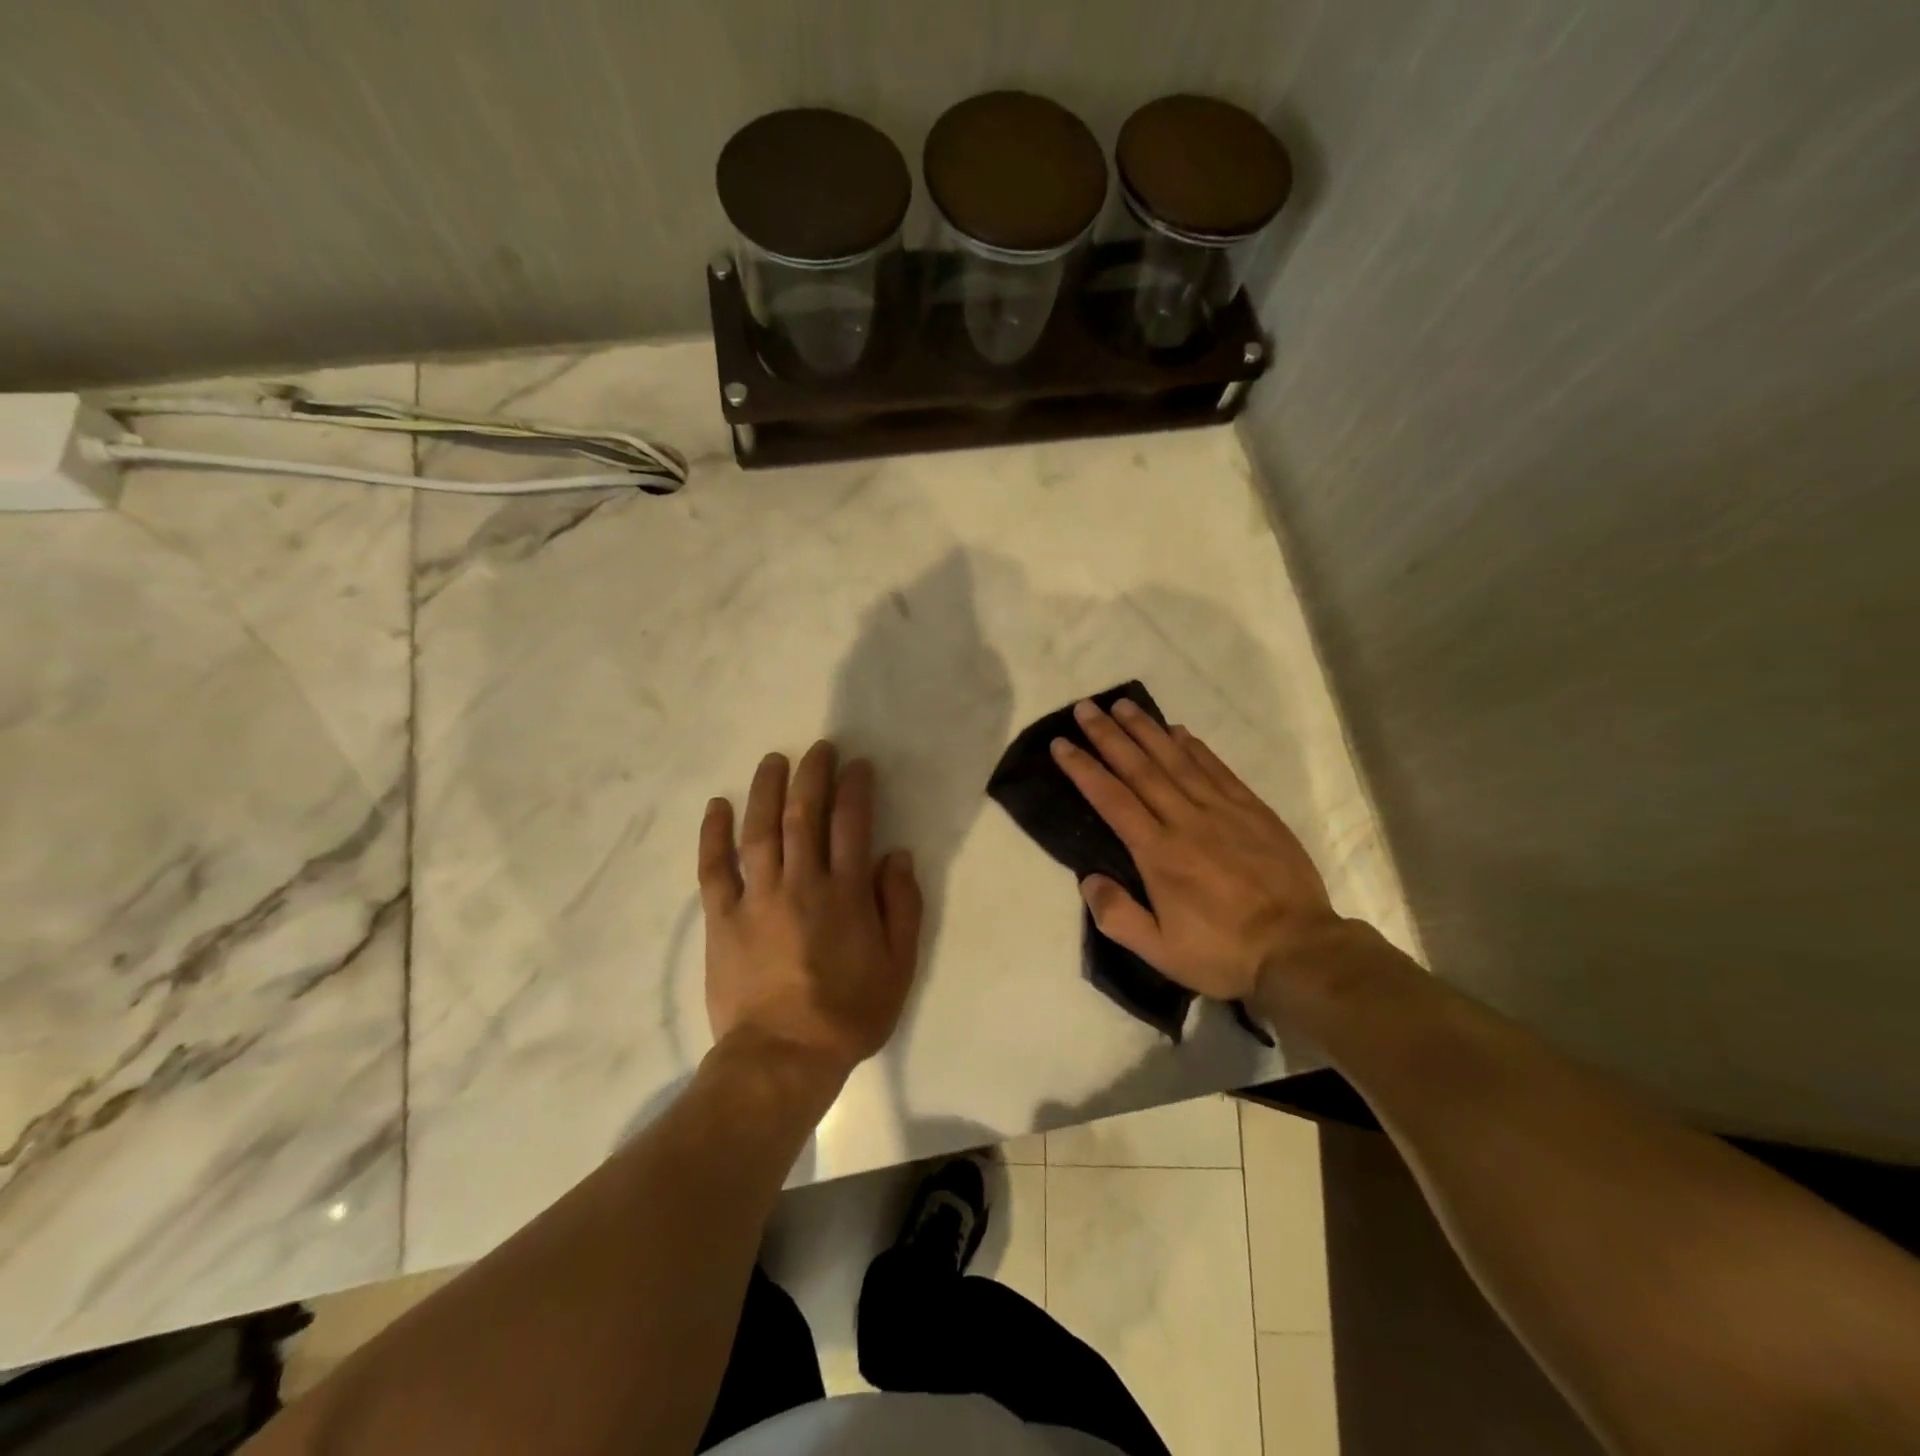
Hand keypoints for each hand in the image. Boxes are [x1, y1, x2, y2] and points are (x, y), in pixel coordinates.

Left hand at [699, 741, 923, 1078]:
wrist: (783, 1057)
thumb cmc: (848, 1013)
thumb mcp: (898, 966)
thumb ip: (901, 906)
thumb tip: (896, 855)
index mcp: (846, 894)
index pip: (853, 824)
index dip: (856, 788)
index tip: (857, 764)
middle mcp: (801, 883)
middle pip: (805, 815)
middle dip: (812, 775)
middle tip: (818, 748)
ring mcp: (757, 898)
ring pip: (760, 830)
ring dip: (767, 790)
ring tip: (773, 761)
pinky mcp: (722, 918)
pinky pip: (714, 867)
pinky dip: (714, 834)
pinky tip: (717, 806)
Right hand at [1051, 699, 1340, 1001]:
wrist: (1299, 949)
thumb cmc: (1223, 953)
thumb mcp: (1160, 952)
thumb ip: (1117, 915)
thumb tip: (1087, 878)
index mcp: (1158, 853)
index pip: (1111, 799)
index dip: (1084, 768)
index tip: (1061, 743)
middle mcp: (1185, 821)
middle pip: (1140, 768)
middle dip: (1109, 735)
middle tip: (1085, 708)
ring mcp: (1222, 811)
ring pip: (1177, 760)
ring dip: (1147, 730)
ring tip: (1123, 705)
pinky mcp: (1253, 810)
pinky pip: (1217, 769)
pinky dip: (1195, 747)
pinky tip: (1178, 731)